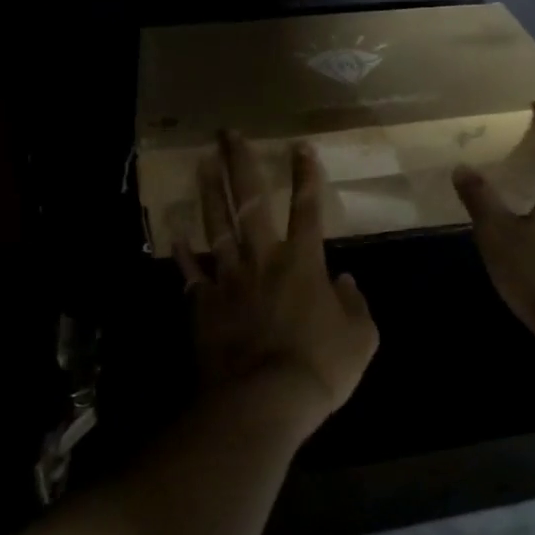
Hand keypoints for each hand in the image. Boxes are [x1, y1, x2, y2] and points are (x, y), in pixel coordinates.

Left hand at [175, 132, 377, 437]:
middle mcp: (263, 258)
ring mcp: (228, 279)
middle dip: (240, 163)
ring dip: (209, 191)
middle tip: (228, 133)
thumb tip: (345, 281)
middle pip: (250, 201)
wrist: (263, 401)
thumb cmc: (320, 367)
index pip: (308, 207)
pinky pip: (190, 274)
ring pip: (217, 225)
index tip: (300, 146)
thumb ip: (356, 304)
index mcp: (303, 261)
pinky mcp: (203, 304)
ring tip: (202, 161)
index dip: (306, 175)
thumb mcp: (361, 338)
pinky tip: (174, 235)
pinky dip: (182, 255)